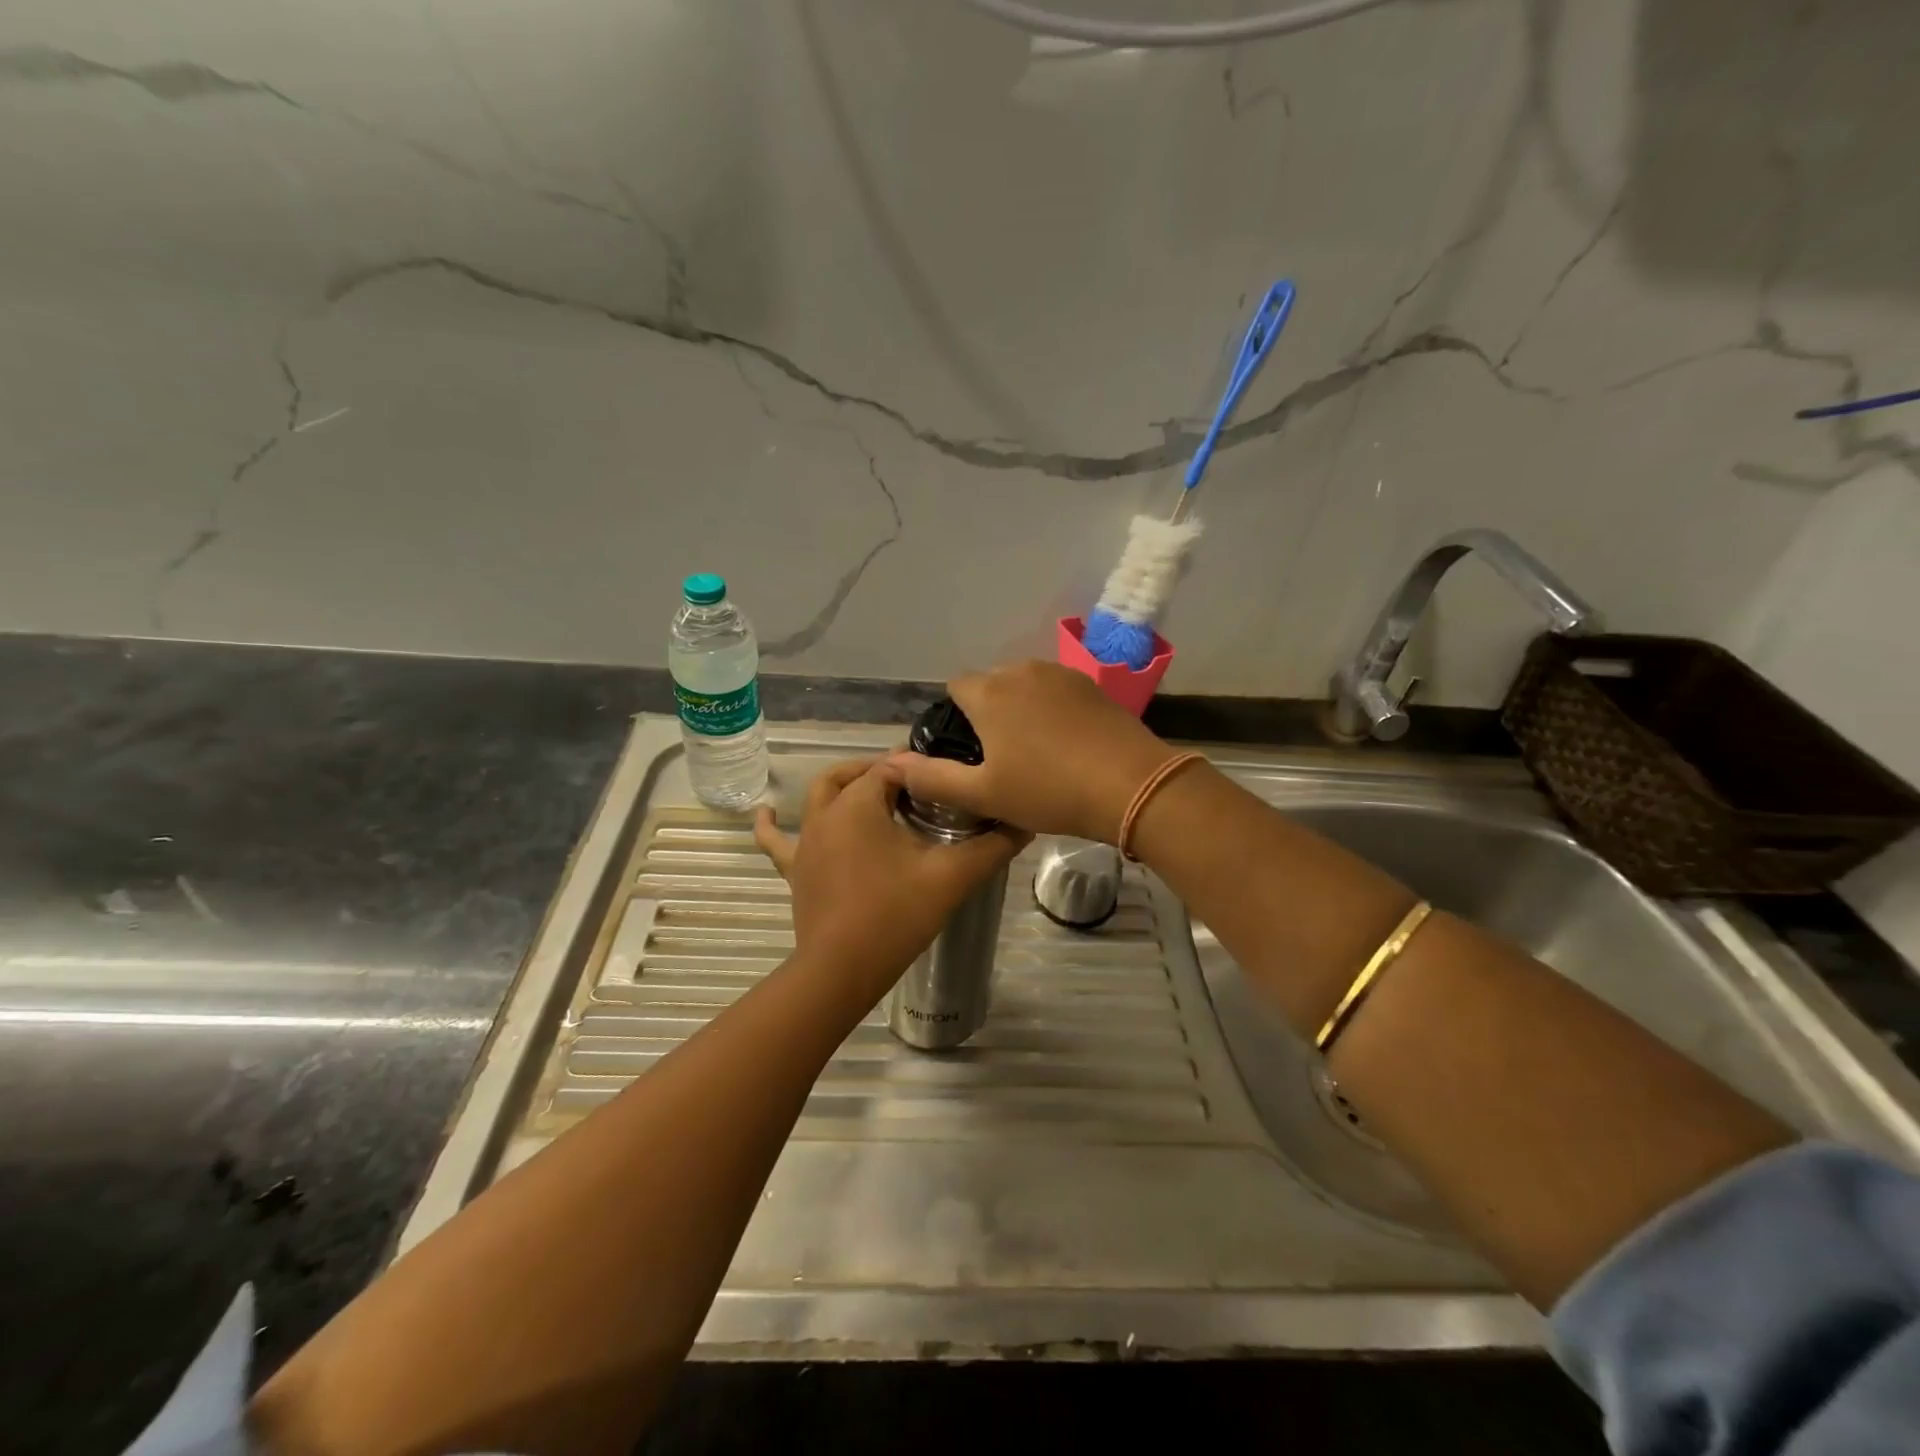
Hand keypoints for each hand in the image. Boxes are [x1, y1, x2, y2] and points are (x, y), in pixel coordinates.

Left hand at [754, 758, 1027, 1002]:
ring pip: (820, 796)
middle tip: (914, 785)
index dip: (919, 767)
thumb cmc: (895, 915)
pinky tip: (764, 812)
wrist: (841, 970)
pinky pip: (777, 840)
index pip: (892, 767)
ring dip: (843, 786)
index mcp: (860, 803)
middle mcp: (827, 812)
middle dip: (882, 772)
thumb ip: (992, 847)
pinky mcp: (795, 869)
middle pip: (854, 774)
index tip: (945, 778)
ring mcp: (807, 841)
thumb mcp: (952, 877)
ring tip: (866, 786)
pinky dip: (771, 823)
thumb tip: (1025, 823)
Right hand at [886, 661, 1175, 841]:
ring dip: (1019, 709)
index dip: (954, 718)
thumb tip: (890, 763)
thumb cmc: (1049, 791)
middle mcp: (1021, 671)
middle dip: (986, 712)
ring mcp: (1060, 674)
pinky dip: (1049, 709)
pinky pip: (1055, 690)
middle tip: (999, 758)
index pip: (955, 688)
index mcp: (989, 693)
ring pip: (1023, 685)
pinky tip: (1064, 742)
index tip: (967, 753)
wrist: (1132, 786)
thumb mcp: (984, 794)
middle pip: (989, 684)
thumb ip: (932, 778)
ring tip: (1033, 751)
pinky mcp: (1091, 685)